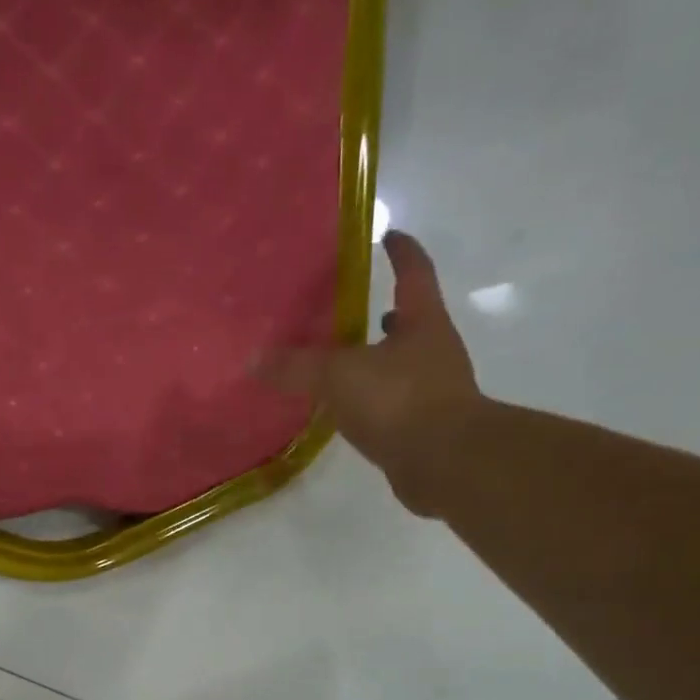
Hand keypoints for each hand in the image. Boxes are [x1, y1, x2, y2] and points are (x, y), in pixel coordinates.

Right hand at [261, 231, 486, 516]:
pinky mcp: (424, 428)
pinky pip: (393, 404)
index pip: (413, 272)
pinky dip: (372, 400)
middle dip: (385, 312)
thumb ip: (296, 367)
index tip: (386, 235)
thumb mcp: (339, 377)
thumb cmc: (400, 401)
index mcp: (423, 322)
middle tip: (351, 309)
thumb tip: (253, 359)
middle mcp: (434, 350)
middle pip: (411, 320)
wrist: (446, 464)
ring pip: (402, 364)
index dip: (401, 251)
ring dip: (377, 360)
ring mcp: (433, 391)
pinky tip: (348, 410)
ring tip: (341, 362)